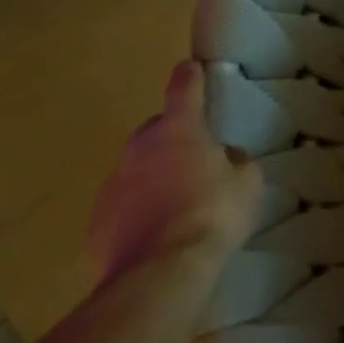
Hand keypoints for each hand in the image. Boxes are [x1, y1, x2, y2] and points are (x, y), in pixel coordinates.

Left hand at [87, 62, 262, 284]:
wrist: (159, 275)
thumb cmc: (213, 214)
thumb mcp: (247, 182)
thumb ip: (235, 161)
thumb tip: (224, 158)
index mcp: (179, 130)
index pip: (183, 89)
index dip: (189, 76)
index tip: (190, 67)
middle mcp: (139, 149)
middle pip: (154, 130)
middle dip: (170, 137)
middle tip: (193, 158)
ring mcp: (112, 186)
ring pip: (135, 170)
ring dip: (152, 177)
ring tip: (176, 204)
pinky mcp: (96, 224)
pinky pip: (122, 207)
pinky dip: (136, 212)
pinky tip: (156, 234)